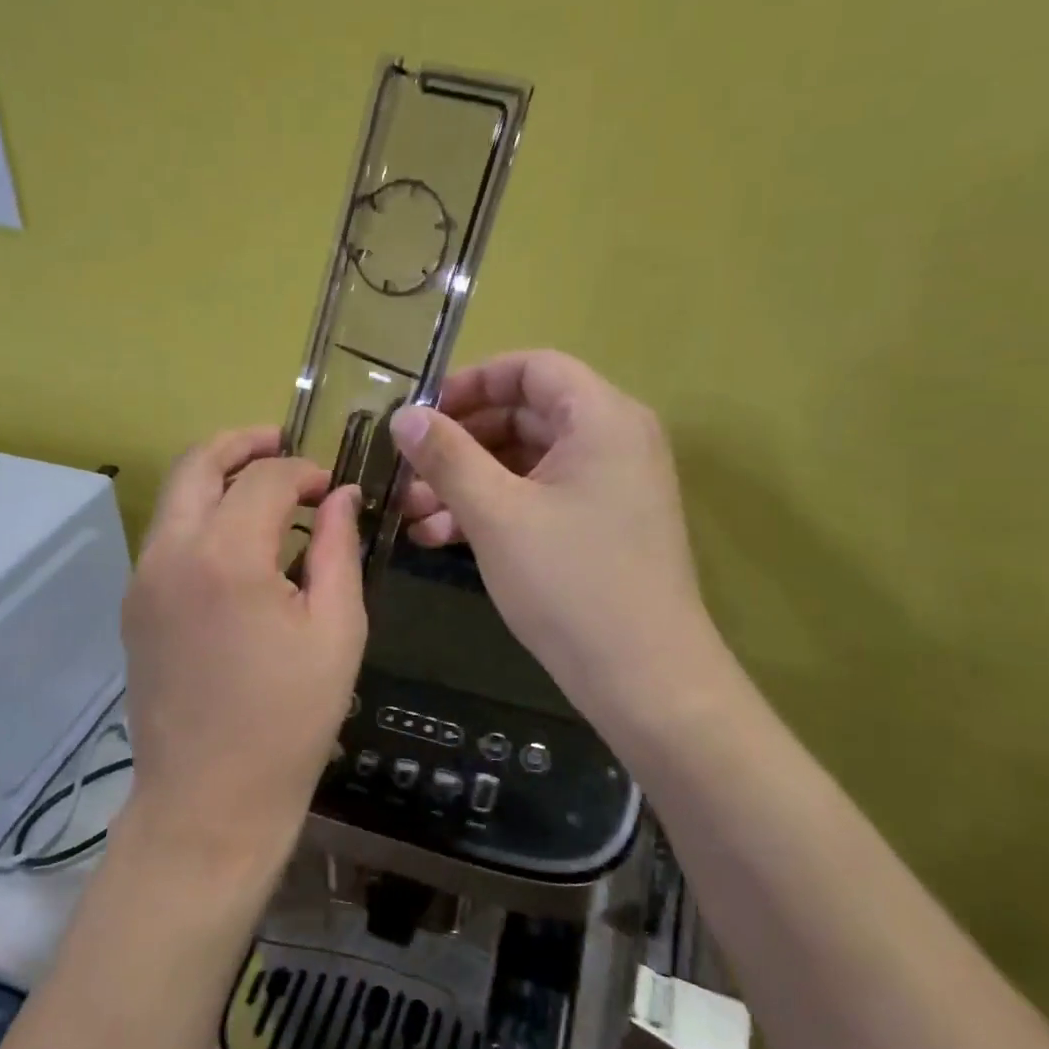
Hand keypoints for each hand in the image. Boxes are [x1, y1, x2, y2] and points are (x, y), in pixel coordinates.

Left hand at [120, 427, 365, 885]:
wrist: (210, 801)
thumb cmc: (289, 721)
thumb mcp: (337, 631)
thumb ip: (339, 550)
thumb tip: (342, 497)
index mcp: (226, 557)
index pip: (265, 478)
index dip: (304, 471)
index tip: (334, 488)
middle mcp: (170, 554)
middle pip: (197, 464)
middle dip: (244, 444)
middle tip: (285, 444)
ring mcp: (143, 579)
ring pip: (176, 497)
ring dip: (219, 478)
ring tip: (267, 492)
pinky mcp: (135, 606)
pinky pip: (168, 536)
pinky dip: (203, 516)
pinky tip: (241, 544)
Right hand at [390, 352, 717, 743]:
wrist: (644, 679)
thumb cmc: (570, 583)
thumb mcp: (496, 514)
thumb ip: (447, 456)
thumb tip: (404, 415)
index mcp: (601, 418)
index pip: (531, 368)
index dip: (470, 382)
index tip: (421, 413)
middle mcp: (611, 441)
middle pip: (523, 416)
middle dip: (458, 443)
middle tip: (406, 470)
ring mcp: (606, 487)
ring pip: (523, 463)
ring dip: (466, 482)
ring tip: (410, 513)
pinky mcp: (597, 526)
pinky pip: (537, 498)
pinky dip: (492, 510)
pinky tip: (440, 537)